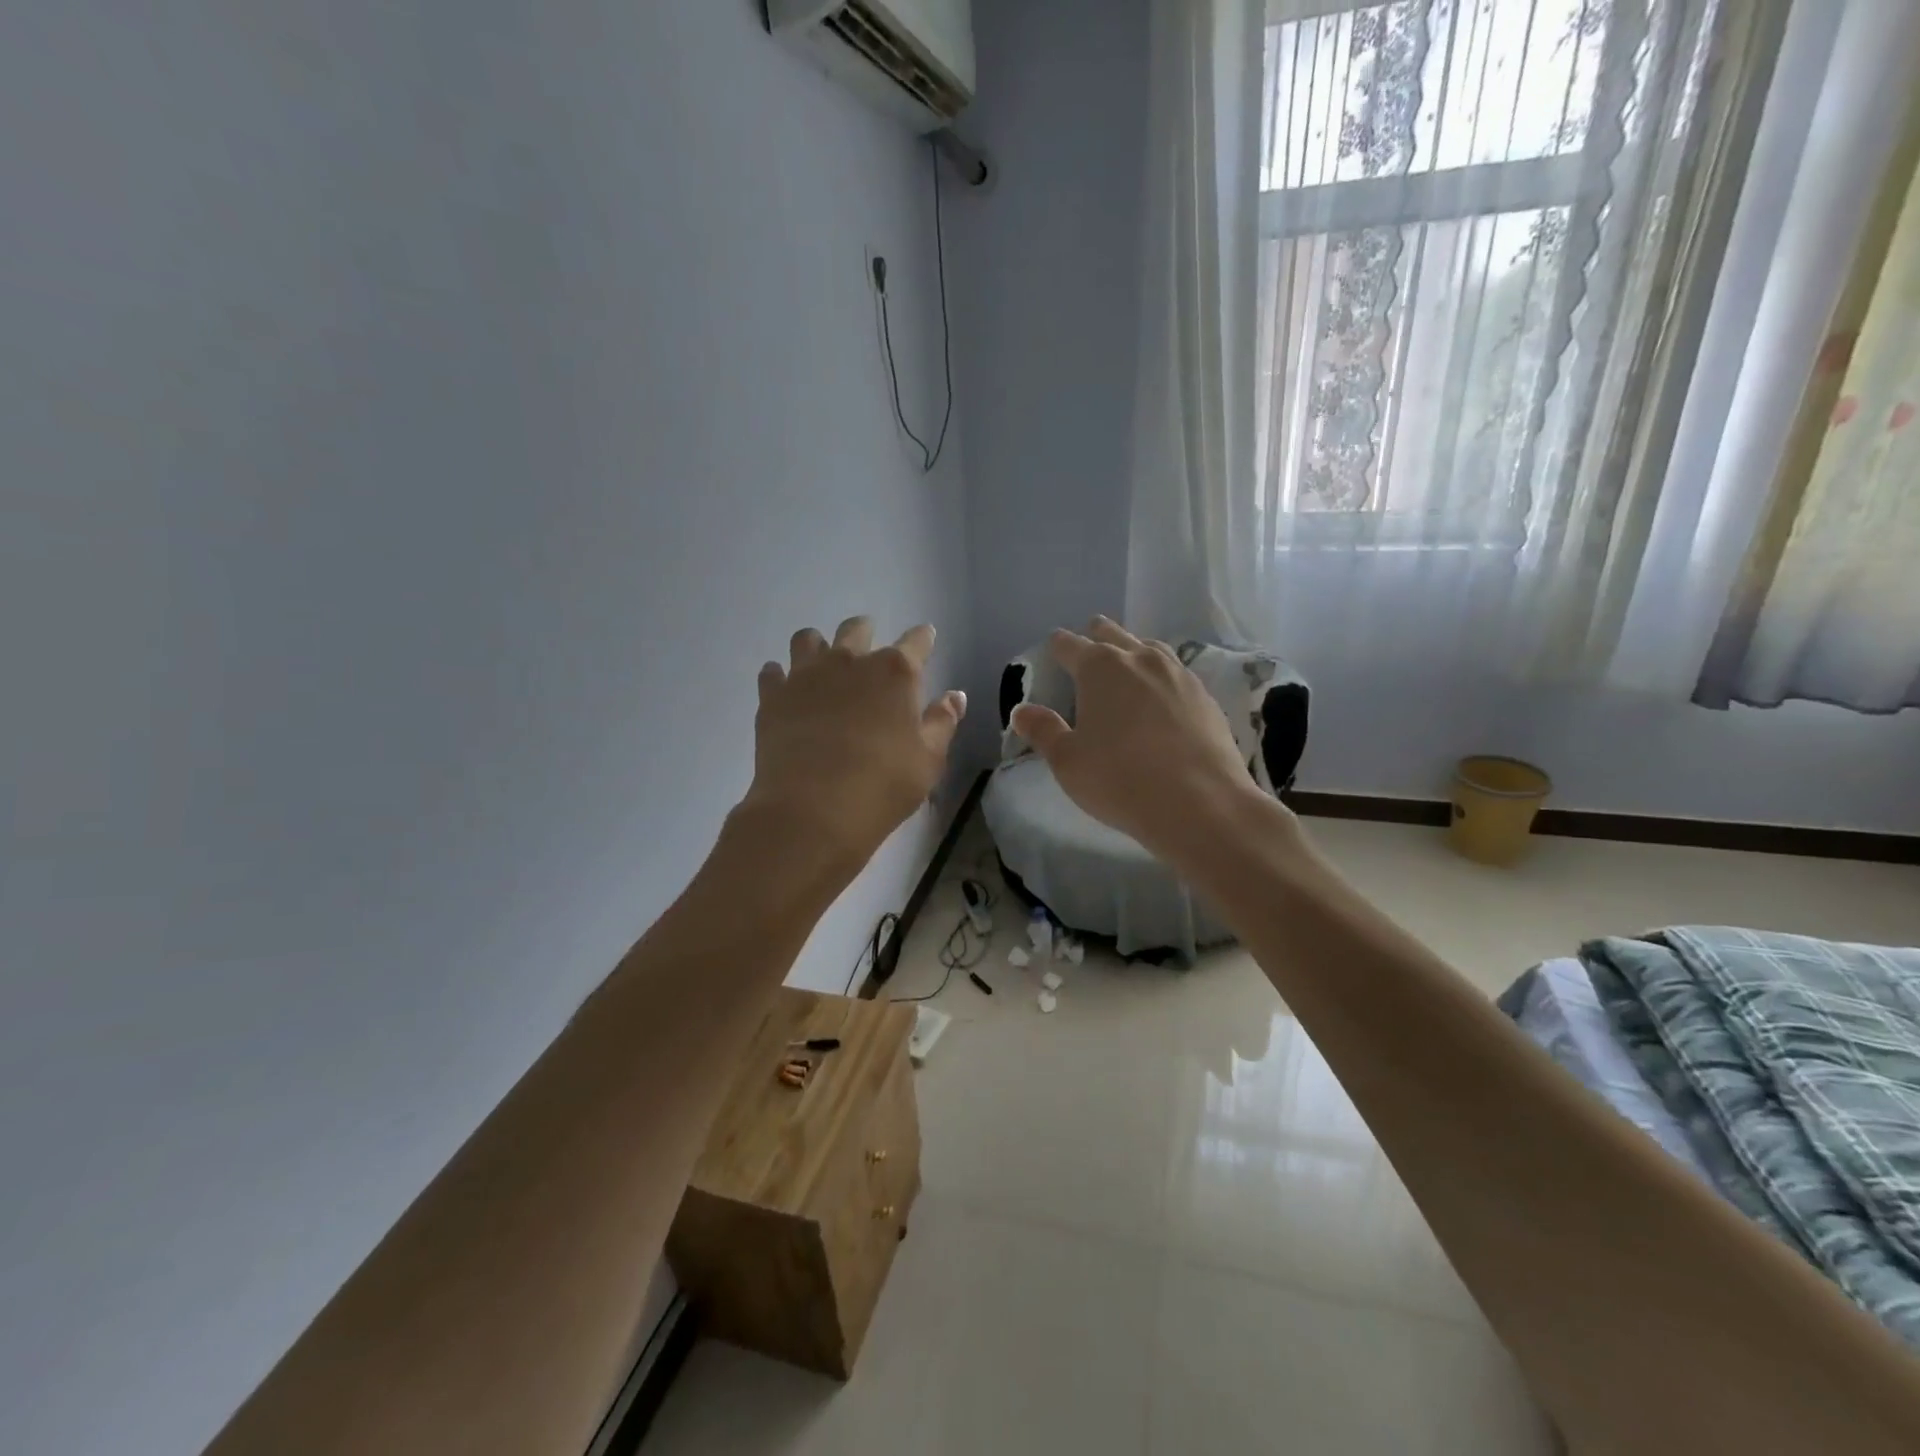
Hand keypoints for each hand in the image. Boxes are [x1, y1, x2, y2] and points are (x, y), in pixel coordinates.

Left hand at [740, 616, 966, 889]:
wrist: (812, 812)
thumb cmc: (882, 787)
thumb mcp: (928, 761)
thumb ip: (942, 723)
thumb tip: (954, 696)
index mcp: (895, 673)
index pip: (916, 641)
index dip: (923, 638)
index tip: (926, 637)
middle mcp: (849, 661)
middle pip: (857, 629)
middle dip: (866, 633)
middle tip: (869, 650)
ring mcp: (806, 675)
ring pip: (808, 639)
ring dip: (818, 646)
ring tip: (822, 665)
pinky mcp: (773, 696)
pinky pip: (772, 672)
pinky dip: (780, 677)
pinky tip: (786, 691)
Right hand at [1011, 617, 1276, 861]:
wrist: (1201, 803)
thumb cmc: (1120, 779)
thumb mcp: (1067, 761)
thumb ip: (1043, 731)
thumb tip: (1022, 711)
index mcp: (1099, 667)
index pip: (1069, 645)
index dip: (1057, 647)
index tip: (1052, 651)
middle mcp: (1140, 659)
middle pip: (1112, 634)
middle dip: (1096, 638)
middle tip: (1087, 652)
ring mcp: (1178, 674)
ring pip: (1149, 648)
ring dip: (1132, 652)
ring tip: (1125, 668)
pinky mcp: (1206, 697)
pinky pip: (1176, 673)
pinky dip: (1161, 678)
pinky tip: (1161, 697)